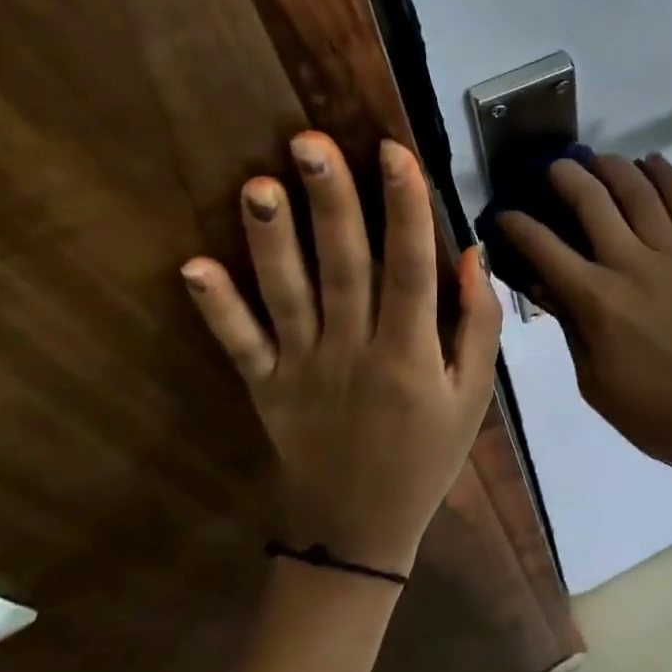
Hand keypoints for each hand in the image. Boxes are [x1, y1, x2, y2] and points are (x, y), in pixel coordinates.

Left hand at [180, 132, 502, 576]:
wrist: (359, 531)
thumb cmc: (426, 456)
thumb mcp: (474, 397)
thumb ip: (478, 325)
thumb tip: (471, 254)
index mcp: (410, 354)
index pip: (410, 267)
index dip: (405, 206)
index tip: (394, 150)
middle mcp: (354, 352)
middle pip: (344, 267)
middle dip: (331, 201)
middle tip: (310, 141)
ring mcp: (303, 369)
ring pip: (287, 296)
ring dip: (271, 240)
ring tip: (258, 184)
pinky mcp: (265, 387)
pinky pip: (239, 345)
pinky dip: (216, 308)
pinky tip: (192, 267)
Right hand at [496, 153, 671, 475]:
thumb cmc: (657, 415)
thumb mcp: (595, 382)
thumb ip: (571, 326)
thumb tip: (547, 286)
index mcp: (597, 301)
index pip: (544, 248)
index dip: (516, 225)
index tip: (502, 214)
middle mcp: (631, 265)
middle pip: (591, 202)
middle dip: (564, 176)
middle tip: (551, 167)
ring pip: (639, 192)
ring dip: (612, 167)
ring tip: (596, 158)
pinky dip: (666, 177)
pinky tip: (651, 160)